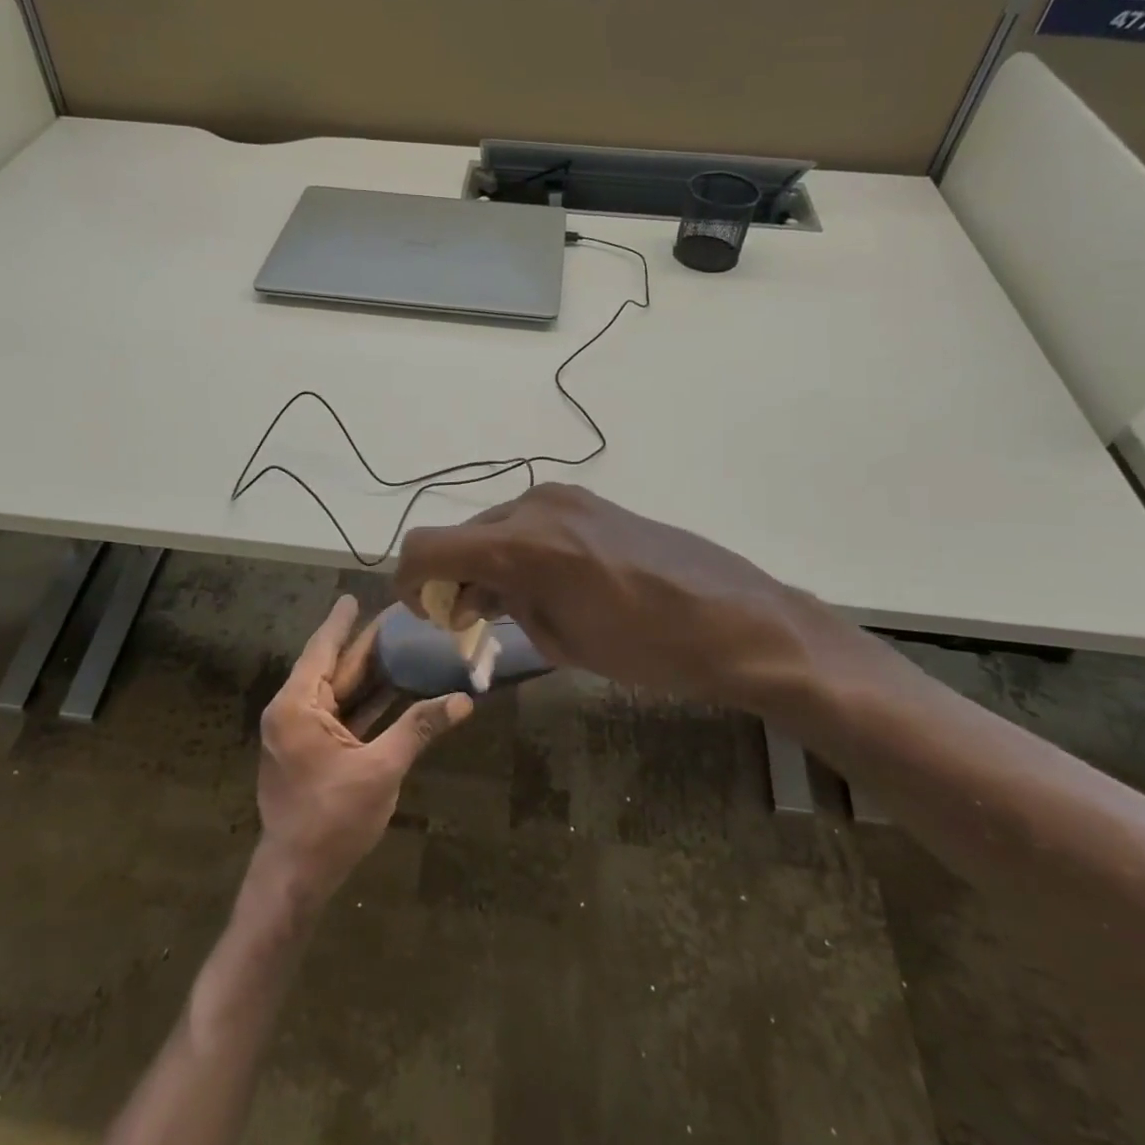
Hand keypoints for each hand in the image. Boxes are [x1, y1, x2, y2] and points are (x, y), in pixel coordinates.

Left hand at [255, 595, 472, 906]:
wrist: (296, 877)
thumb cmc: (332, 820)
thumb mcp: (380, 770)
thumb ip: (418, 729)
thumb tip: (463, 700)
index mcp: (297, 707)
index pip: (322, 649)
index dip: (341, 622)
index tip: (354, 596)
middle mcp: (294, 712)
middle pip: (333, 667)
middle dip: (363, 645)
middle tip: (395, 617)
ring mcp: (301, 733)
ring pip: (338, 691)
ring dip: (367, 672)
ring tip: (400, 644)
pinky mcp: (311, 751)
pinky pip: (340, 714)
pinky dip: (364, 701)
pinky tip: (393, 687)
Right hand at [395, 484, 831, 713]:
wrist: (735, 619)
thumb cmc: (647, 648)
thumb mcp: (562, 641)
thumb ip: (507, 608)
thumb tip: (481, 595)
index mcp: (521, 545)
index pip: (428, 547)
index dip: (409, 581)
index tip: (422, 613)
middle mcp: (534, 506)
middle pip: (461, 536)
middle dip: (452, 578)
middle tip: (471, 623)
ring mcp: (565, 497)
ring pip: (495, 528)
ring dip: (487, 564)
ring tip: (514, 608)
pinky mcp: (589, 501)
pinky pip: (530, 523)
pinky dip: (518, 551)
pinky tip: (546, 585)